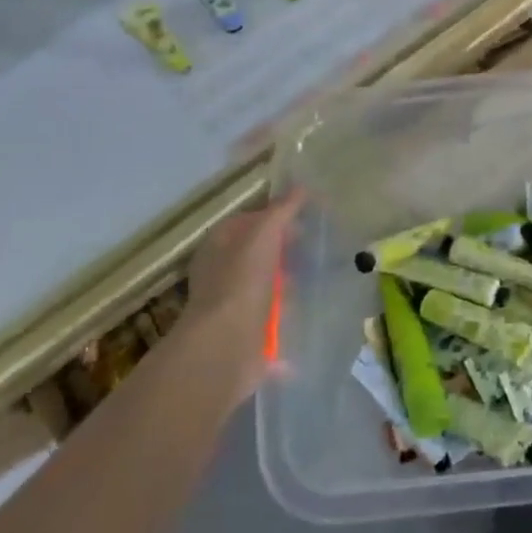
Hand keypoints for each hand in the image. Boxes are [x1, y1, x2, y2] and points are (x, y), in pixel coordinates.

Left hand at [163, 192, 301, 405]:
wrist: (227, 344)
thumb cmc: (241, 281)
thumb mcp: (263, 235)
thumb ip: (282, 211)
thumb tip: (301, 188)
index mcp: (218, 245)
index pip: (247, 220)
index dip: (275, 215)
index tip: (305, 218)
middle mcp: (221, 272)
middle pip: (258, 252)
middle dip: (284, 250)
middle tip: (313, 247)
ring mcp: (232, 303)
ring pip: (266, 284)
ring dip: (288, 283)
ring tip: (313, 279)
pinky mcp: (247, 330)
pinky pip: (272, 314)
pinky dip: (287, 312)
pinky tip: (307, 309)